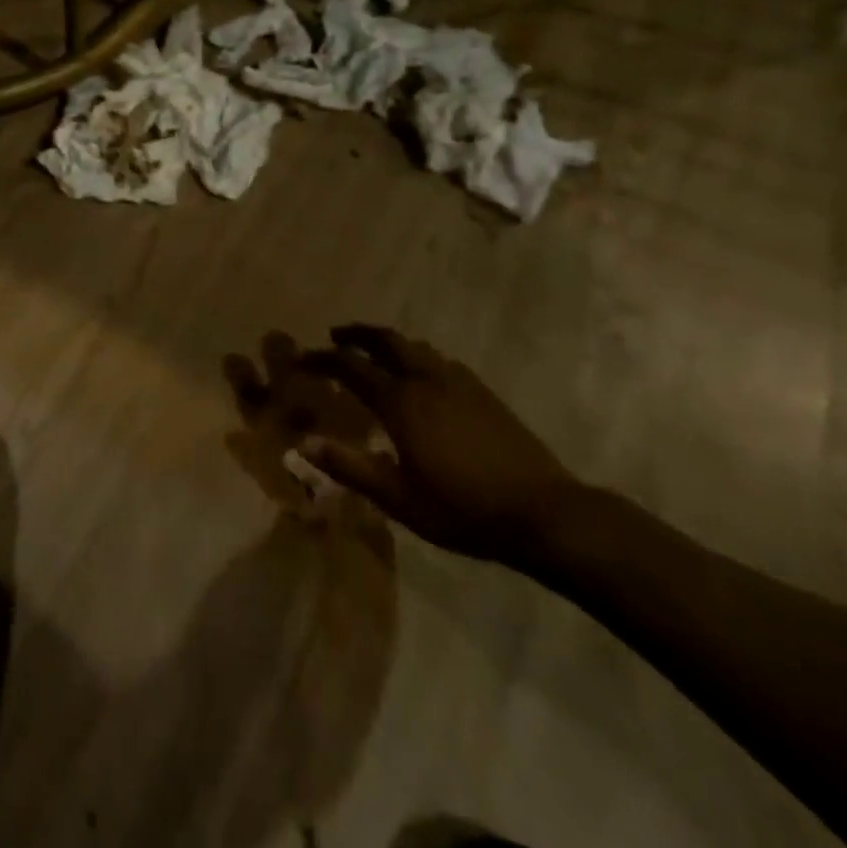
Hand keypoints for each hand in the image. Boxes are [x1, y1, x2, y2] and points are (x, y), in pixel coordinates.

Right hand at [298, 325, 581, 568]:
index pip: (350, 366)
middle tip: (336, 336)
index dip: (322, 359)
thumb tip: (303, 443)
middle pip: (386, 340)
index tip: (302, 360)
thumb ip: (350, 467)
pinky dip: (418, 356)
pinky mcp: (484, 393)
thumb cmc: (463, 510)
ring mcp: (459, 383)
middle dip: (357, 334)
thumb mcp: (399, 498)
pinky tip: (423, 376)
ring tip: (374, 352)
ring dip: (388, 343)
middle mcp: (427, 380)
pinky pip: (440, 360)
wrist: (544, 513)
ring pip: (416, 347)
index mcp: (402, 402)